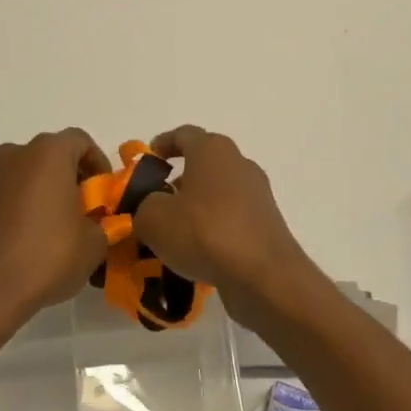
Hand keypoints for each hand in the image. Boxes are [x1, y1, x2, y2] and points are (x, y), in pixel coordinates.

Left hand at [0, 129, 111, 324]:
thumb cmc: (49, 255)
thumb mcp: (95, 242)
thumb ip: (104, 222)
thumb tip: (99, 222)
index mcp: (48, 152)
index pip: (81, 141)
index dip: (99, 164)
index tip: (105, 194)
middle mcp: (16, 154)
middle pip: (52, 155)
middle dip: (72, 178)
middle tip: (86, 210)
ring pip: (29, 173)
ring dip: (46, 190)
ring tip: (59, 226)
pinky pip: (10, 193)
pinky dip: (24, 205)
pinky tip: (33, 236)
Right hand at [133, 126, 325, 324]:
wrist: (263, 275)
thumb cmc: (204, 232)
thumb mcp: (153, 218)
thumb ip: (144, 206)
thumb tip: (151, 208)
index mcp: (212, 150)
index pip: (184, 134)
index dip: (162, 144)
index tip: (147, 161)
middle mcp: (239, 164)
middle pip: (204, 164)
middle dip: (179, 180)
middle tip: (156, 202)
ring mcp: (257, 195)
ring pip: (218, 193)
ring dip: (196, 207)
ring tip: (173, 234)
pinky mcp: (266, 224)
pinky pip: (232, 219)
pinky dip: (214, 229)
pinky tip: (197, 253)